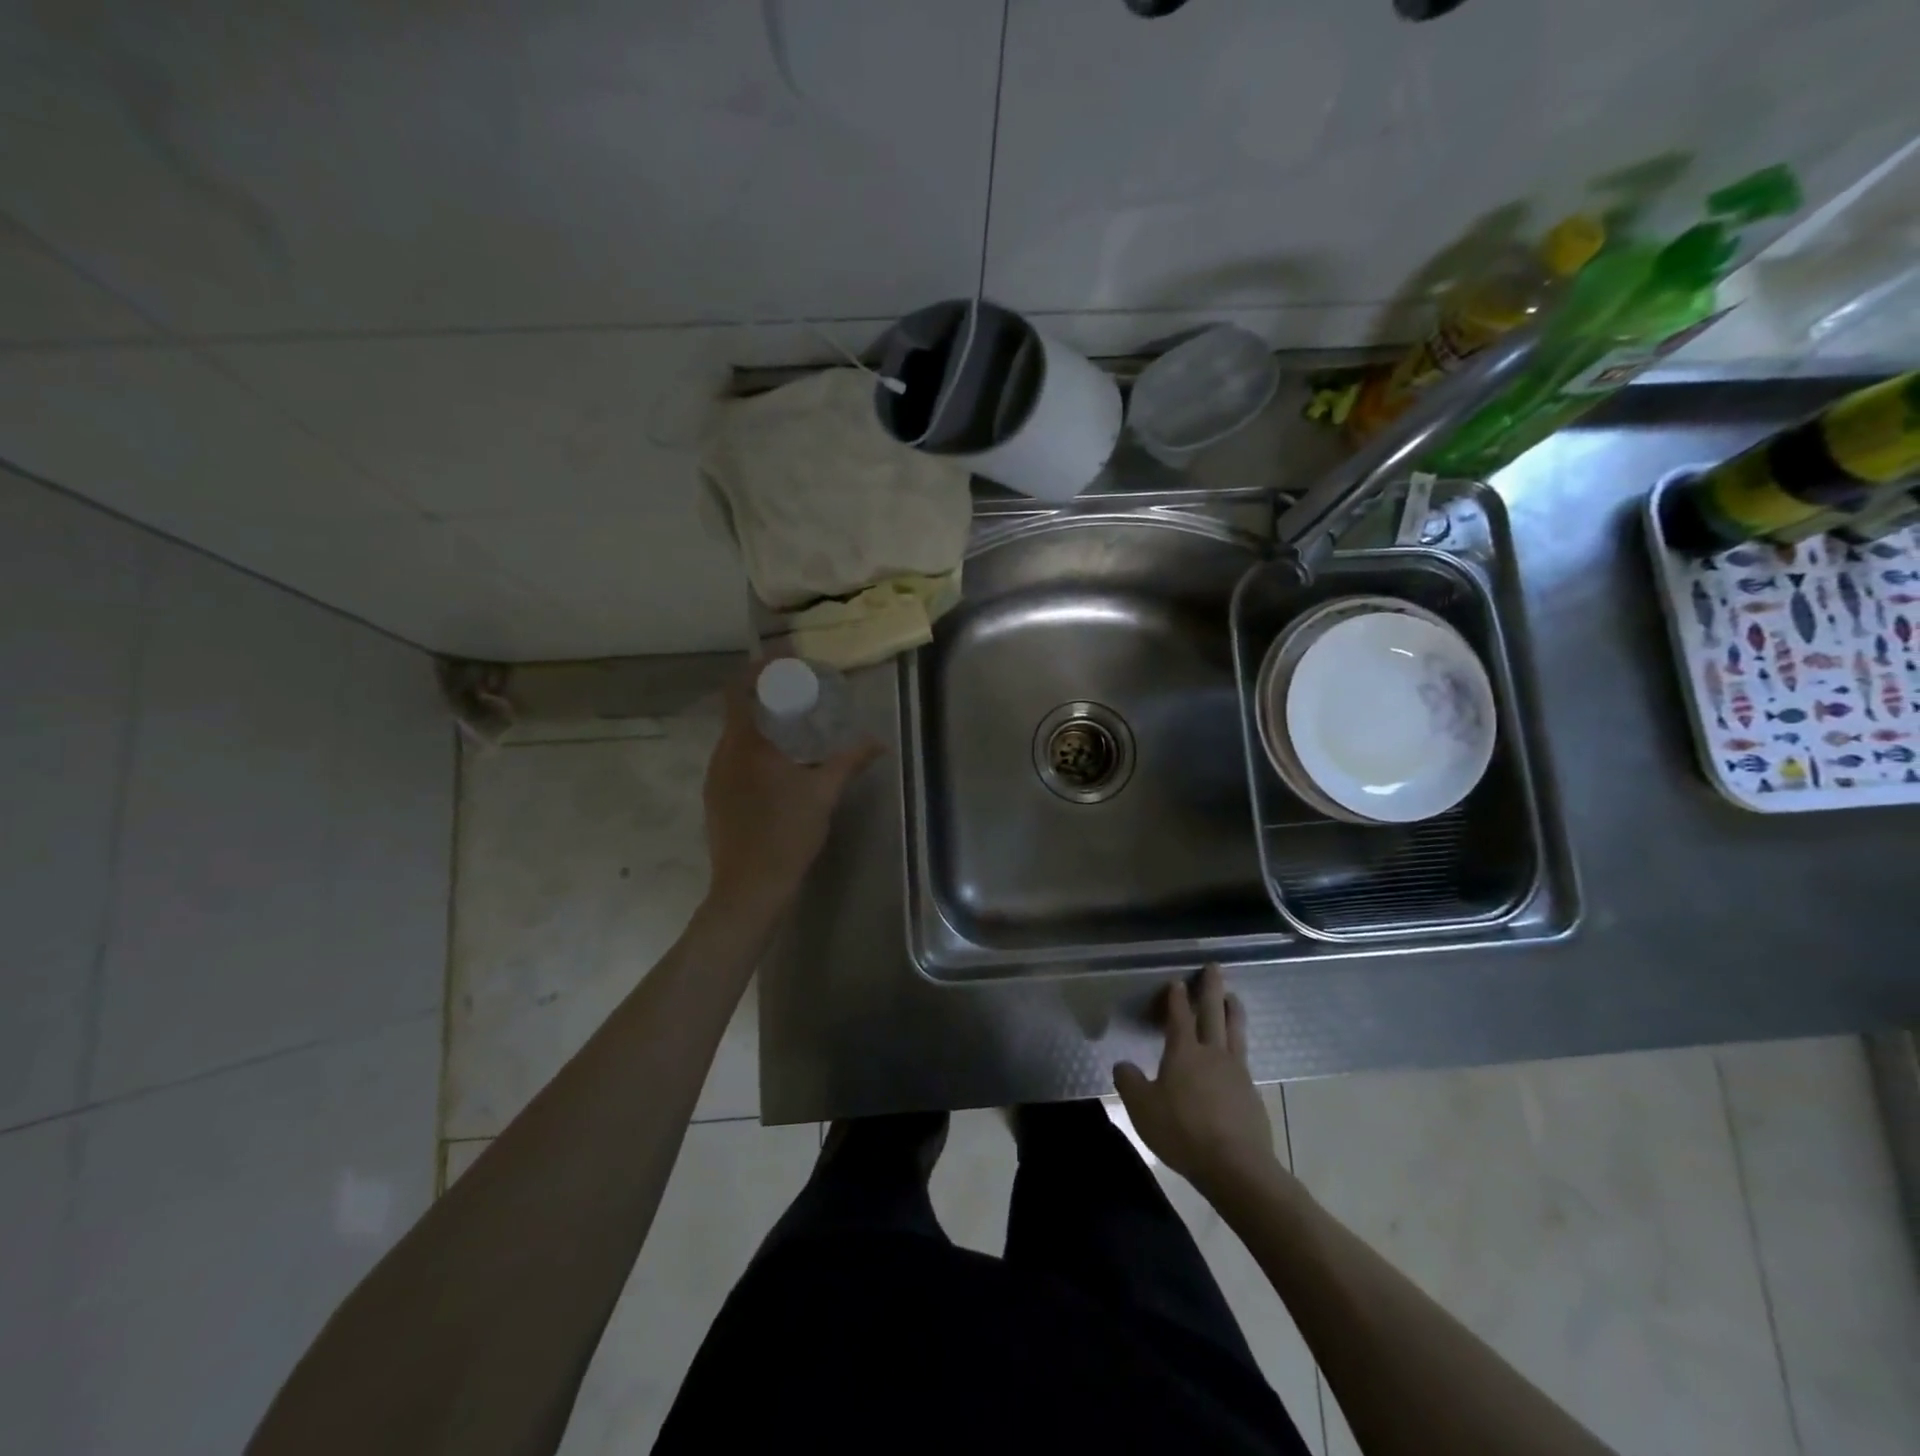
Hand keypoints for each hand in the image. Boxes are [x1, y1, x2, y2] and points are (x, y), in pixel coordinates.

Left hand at [701, 677, 881, 913]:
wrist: (749, 888)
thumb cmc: (787, 833)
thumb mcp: (824, 794)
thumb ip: (849, 762)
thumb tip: (878, 742)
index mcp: (745, 745)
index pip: (737, 690)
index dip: (756, 671)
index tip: (782, 664)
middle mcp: (723, 755)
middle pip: (737, 712)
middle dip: (765, 699)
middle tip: (799, 696)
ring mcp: (715, 779)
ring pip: (735, 739)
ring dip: (759, 727)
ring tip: (792, 731)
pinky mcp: (715, 799)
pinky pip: (732, 761)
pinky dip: (753, 752)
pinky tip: (778, 769)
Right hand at [1115, 965, 1278, 1199]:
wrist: (1236, 1166)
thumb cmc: (1183, 1132)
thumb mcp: (1143, 1109)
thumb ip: (1130, 1083)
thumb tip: (1122, 1065)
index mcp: (1184, 1052)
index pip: (1179, 1016)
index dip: (1176, 997)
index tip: (1177, 981)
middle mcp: (1212, 1053)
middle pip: (1213, 1012)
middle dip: (1212, 988)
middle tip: (1214, 967)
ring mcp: (1236, 1071)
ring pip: (1235, 1031)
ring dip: (1233, 1010)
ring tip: (1233, 997)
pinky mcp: (1251, 1092)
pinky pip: (1244, 1057)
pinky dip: (1239, 1043)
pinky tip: (1238, 1051)